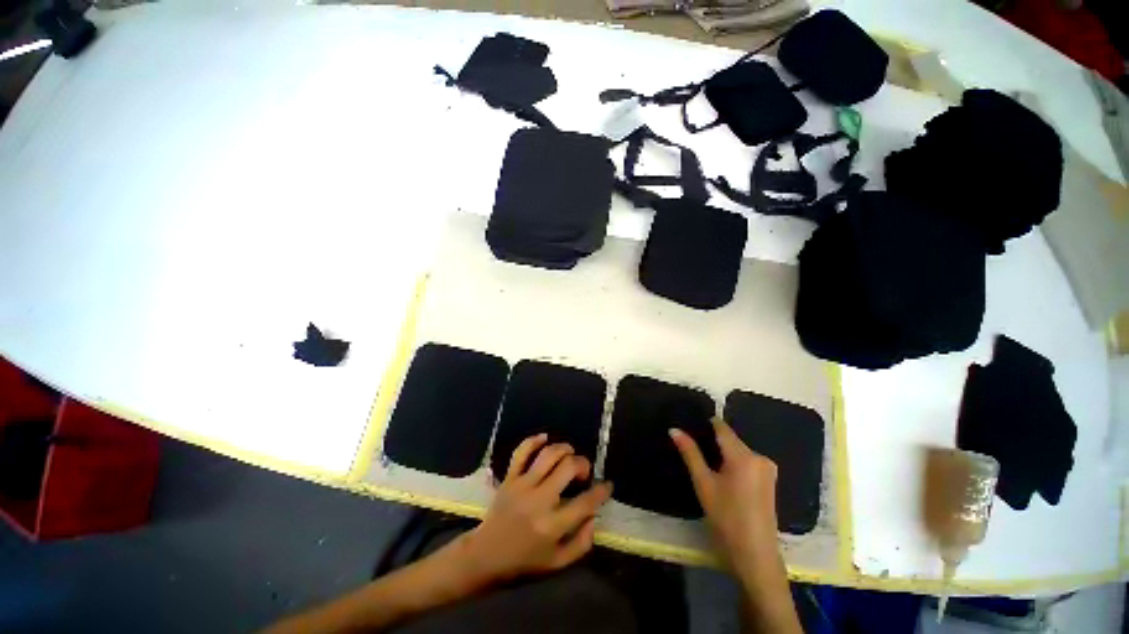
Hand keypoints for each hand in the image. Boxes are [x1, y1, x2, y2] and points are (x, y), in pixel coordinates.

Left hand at [453, 434, 612, 586]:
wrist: (485, 555)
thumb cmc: (524, 561)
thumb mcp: (557, 564)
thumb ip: (581, 544)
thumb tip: (594, 518)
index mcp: (553, 525)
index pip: (586, 502)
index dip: (601, 491)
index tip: (607, 485)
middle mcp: (540, 500)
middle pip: (568, 468)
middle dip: (583, 464)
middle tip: (584, 471)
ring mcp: (523, 485)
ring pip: (548, 455)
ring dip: (564, 449)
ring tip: (570, 454)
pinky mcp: (510, 478)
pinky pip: (521, 452)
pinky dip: (534, 440)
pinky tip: (545, 438)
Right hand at [669, 419, 779, 579]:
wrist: (755, 555)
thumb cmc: (726, 518)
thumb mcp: (703, 483)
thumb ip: (690, 453)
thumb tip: (674, 429)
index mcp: (743, 456)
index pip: (723, 428)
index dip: (707, 423)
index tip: (691, 423)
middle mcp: (759, 456)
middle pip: (732, 440)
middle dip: (714, 441)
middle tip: (693, 448)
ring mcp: (768, 469)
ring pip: (740, 451)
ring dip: (724, 453)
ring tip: (705, 462)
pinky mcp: (770, 480)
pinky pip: (748, 461)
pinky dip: (735, 462)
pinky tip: (724, 475)